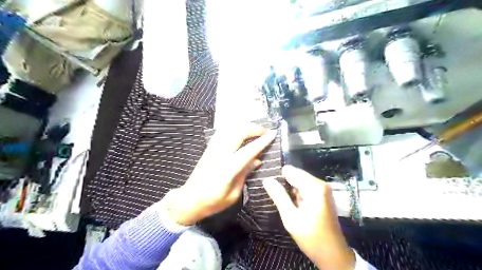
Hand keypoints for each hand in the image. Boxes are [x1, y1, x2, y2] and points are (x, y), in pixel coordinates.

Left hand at [165, 125, 273, 225]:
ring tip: (255, 130)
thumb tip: (257, 160)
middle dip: (253, 129)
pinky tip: (241, 131)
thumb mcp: (233, 194)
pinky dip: (234, 129)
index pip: (247, 151)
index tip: (272, 135)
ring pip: (229, 130)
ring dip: (244, 127)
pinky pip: (222, 133)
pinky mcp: (209, 149)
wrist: (189, 199)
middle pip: (237, 133)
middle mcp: (219, 155)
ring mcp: (212, 150)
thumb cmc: (213, 202)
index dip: (261, 142)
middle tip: (265, 131)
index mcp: (227, 170)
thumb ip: (244, 174)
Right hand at [263, 165, 354, 268]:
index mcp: (314, 187)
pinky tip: (294, 205)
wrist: (333, 254)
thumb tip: (267, 180)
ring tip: (285, 203)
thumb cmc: (312, 237)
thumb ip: (279, 196)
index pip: (290, 171)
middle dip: (285, 184)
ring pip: (300, 181)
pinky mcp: (323, 195)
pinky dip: (297, 194)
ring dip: (290, 190)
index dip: (279, 178)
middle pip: (296, 175)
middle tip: (277, 198)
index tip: (272, 189)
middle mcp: (320, 184)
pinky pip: (305, 188)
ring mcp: (323, 189)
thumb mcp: (291, 218)